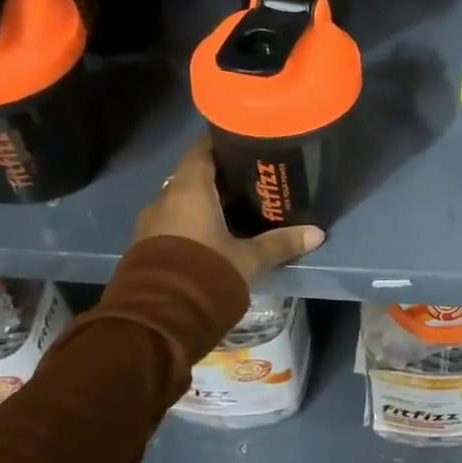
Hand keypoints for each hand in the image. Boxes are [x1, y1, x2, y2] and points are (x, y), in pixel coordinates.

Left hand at [134, 135, 323, 284]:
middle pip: (192, 176)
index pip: (201, 150)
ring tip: (233, 210)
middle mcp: (164, 200)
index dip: (221, 143)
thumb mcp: (249, 259)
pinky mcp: (143, 249)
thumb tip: (317, 233)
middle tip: (249, 180)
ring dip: (202, 203)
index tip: (244, 142)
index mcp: (189, 190)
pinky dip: (190, 224)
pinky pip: (170, 224)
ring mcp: (149, 225)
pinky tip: (212, 236)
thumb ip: (280, 243)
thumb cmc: (205, 272)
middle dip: (217, 177)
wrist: (155, 321)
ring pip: (180, 202)